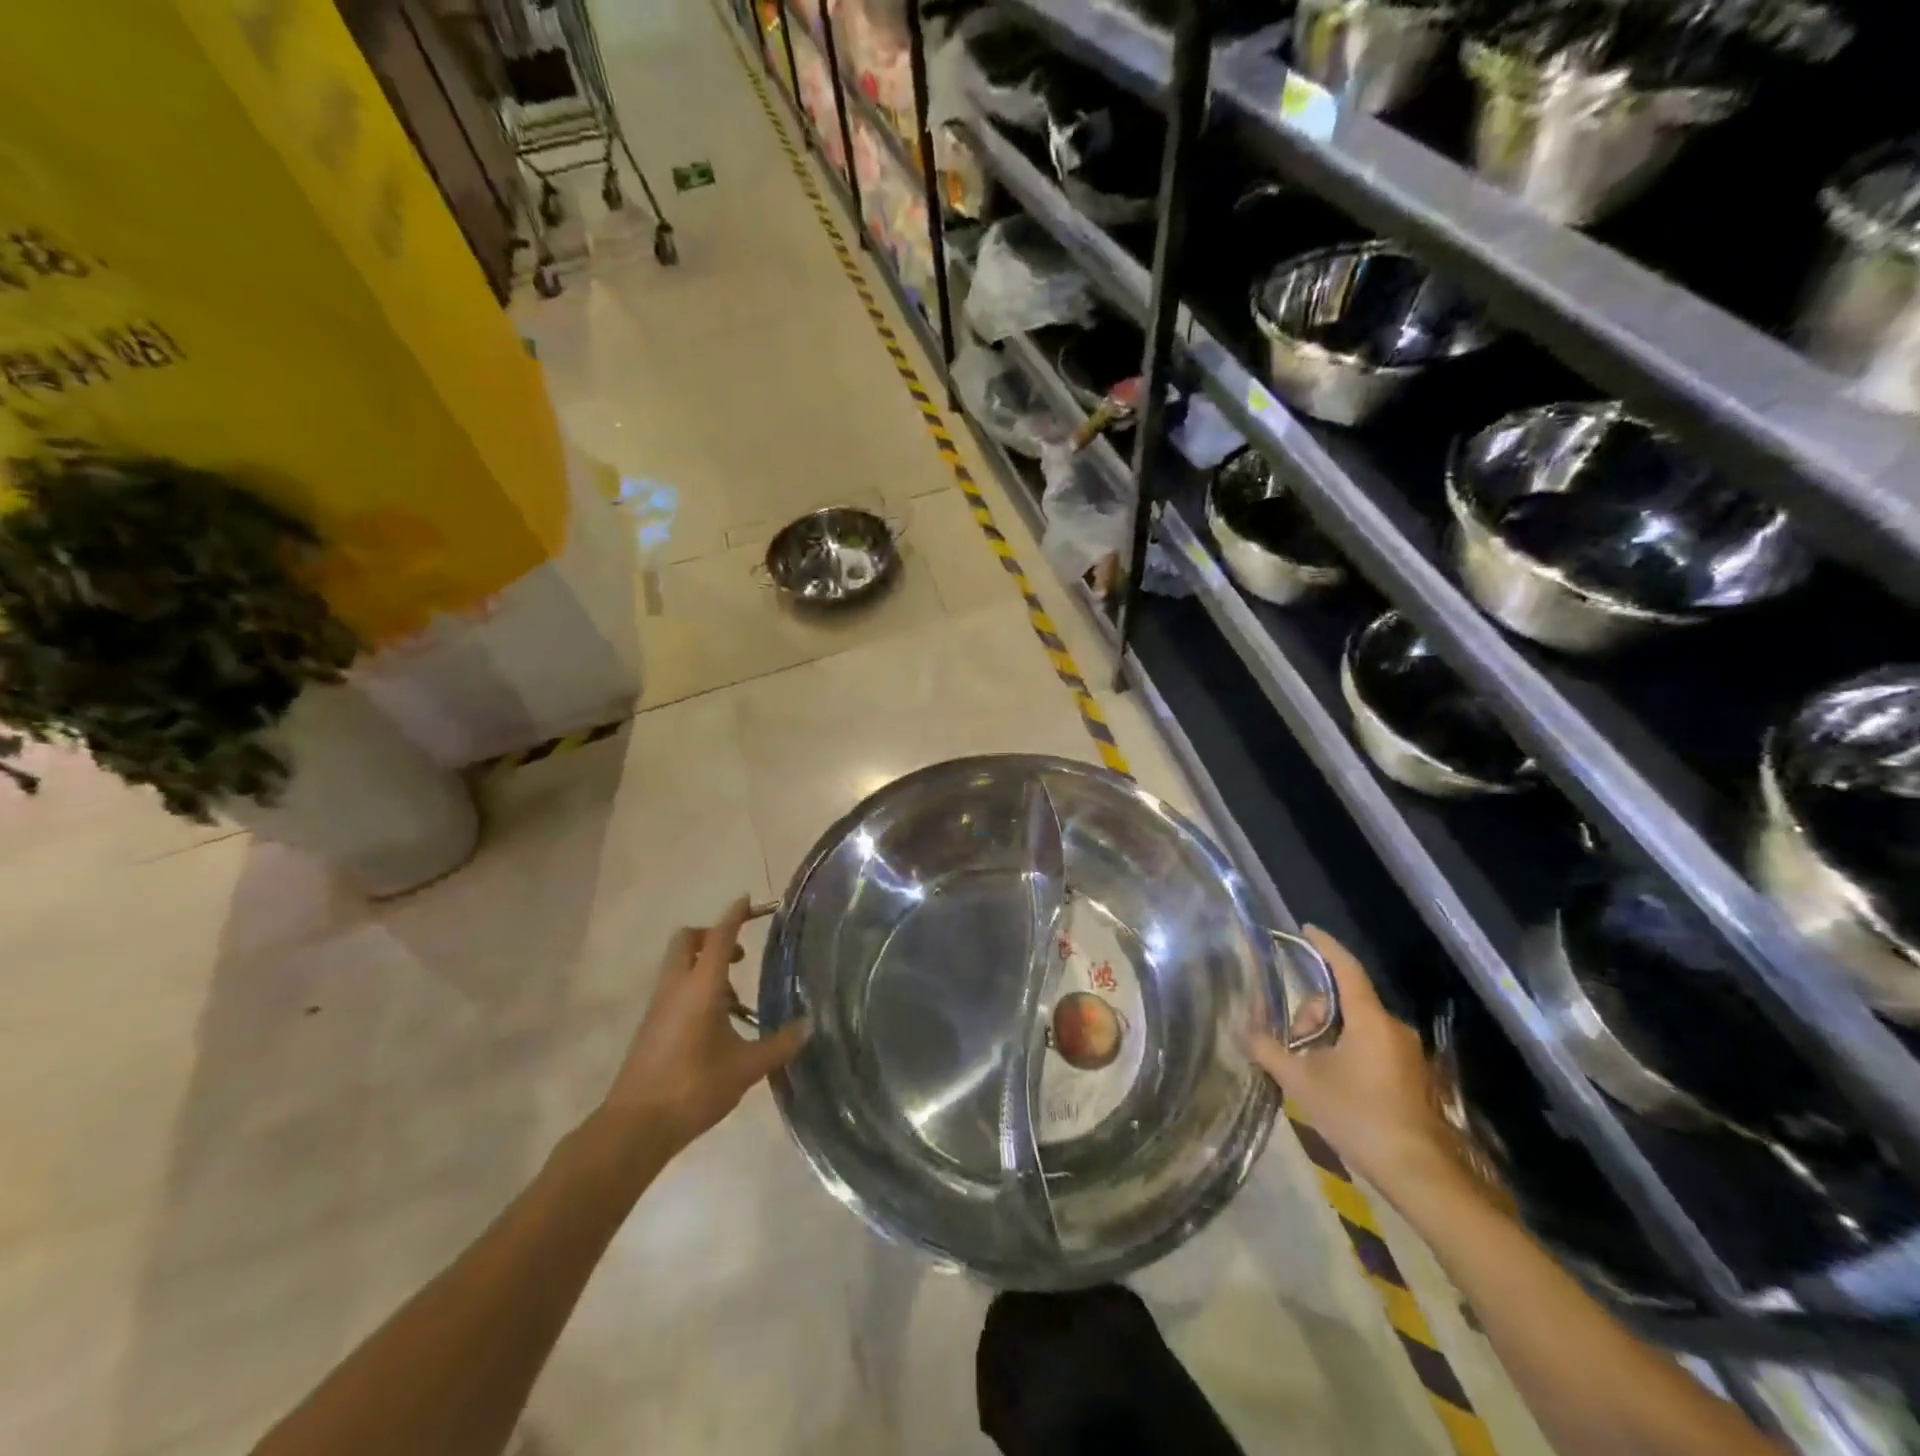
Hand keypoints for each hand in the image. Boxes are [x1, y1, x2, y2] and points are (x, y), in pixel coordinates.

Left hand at [593, 896, 809, 1160]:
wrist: (635, 1127)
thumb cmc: (693, 1088)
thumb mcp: (746, 1068)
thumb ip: (780, 1044)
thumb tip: (810, 1024)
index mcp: (701, 986)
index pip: (719, 937)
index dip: (735, 915)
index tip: (748, 900)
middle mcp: (676, 987)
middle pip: (687, 941)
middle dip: (712, 936)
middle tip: (739, 956)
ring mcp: (659, 1006)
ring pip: (678, 965)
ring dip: (704, 965)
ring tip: (734, 998)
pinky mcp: (651, 1026)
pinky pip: (674, 988)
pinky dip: (694, 987)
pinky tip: (715, 1023)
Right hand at [1247, 927, 1461, 1198]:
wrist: (1420, 1175)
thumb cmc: (1360, 1117)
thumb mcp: (1303, 1083)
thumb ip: (1270, 1052)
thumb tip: (1242, 1030)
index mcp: (1369, 1019)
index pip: (1345, 968)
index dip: (1325, 946)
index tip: (1306, 930)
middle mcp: (1392, 1027)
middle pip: (1344, 1000)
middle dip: (1313, 1015)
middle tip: (1293, 1047)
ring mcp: (1407, 1053)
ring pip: (1356, 1025)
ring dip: (1328, 1037)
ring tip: (1310, 1071)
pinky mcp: (1412, 1076)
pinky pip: (1371, 1045)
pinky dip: (1346, 1051)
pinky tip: (1332, 1082)